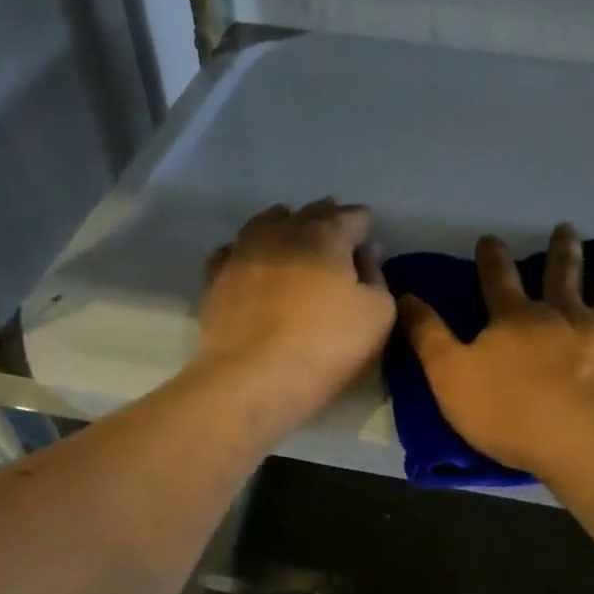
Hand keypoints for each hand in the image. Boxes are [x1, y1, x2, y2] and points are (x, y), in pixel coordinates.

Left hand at [196, 200, 395, 426]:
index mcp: (326, 234)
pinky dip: (251, 252)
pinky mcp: (215, 277)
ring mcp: (243, 250)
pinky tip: (255, 267)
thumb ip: (377, 276)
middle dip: (328, 223)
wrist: (252, 380)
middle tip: (338, 247)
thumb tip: (367, 252)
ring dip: (287, 229)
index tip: (369, 248)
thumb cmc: (326, 347)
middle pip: (311, 213)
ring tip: (296, 247)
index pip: (354, 216)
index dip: (365, 229)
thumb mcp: (378, 316)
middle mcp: (282, 231)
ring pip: (268, 223)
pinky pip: (235, 250)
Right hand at [400, 224, 593, 472]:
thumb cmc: (509, 411)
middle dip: (563, 249)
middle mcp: (564, 313)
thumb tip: (405, 296)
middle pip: (563, 272)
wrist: (581, 438)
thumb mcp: (449, 376)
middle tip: (566, 229)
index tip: (491, 239)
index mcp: (516, 319)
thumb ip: (428, 336)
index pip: (498, 279)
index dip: (491, 257)